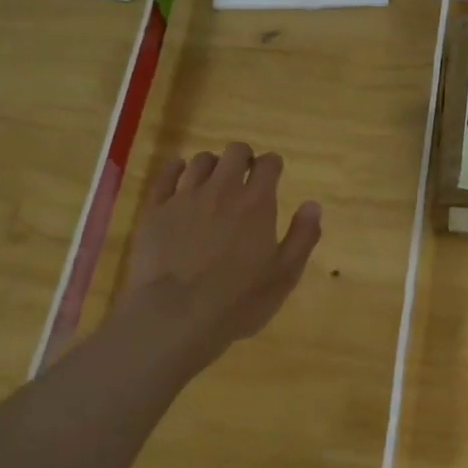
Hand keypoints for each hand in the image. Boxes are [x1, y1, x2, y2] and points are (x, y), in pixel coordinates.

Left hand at [120, 142, 322, 373]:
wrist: (175, 316)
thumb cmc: (238, 302)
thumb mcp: (284, 276)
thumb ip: (302, 237)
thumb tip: (312, 205)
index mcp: (256, 204)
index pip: (269, 165)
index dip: (273, 165)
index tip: (273, 173)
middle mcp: (221, 190)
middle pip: (234, 152)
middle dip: (243, 157)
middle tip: (244, 174)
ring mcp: (184, 197)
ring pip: (200, 161)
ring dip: (212, 165)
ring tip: (213, 181)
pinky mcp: (155, 210)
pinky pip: (166, 175)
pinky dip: (176, 169)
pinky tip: (179, 176)